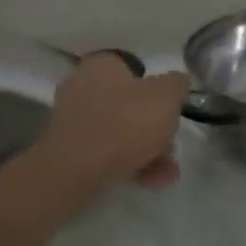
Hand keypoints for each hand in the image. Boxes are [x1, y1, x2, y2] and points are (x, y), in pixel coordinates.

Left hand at [35, 53, 190, 192]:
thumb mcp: (166, 97)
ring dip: (146, 150)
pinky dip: (128, 163)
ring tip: (168, 172)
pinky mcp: (68, 149)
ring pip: (118, 131)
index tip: (170, 108)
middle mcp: (82, 86)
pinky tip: (151, 181)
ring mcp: (72, 120)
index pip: (132, 67)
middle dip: (153, 127)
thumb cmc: (124, 123)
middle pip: (127, 103)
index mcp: (101, 65)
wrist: (75, 170)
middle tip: (172, 145)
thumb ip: (176, 85)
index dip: (155, 87)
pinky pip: (105, 152)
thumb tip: (177, 82)